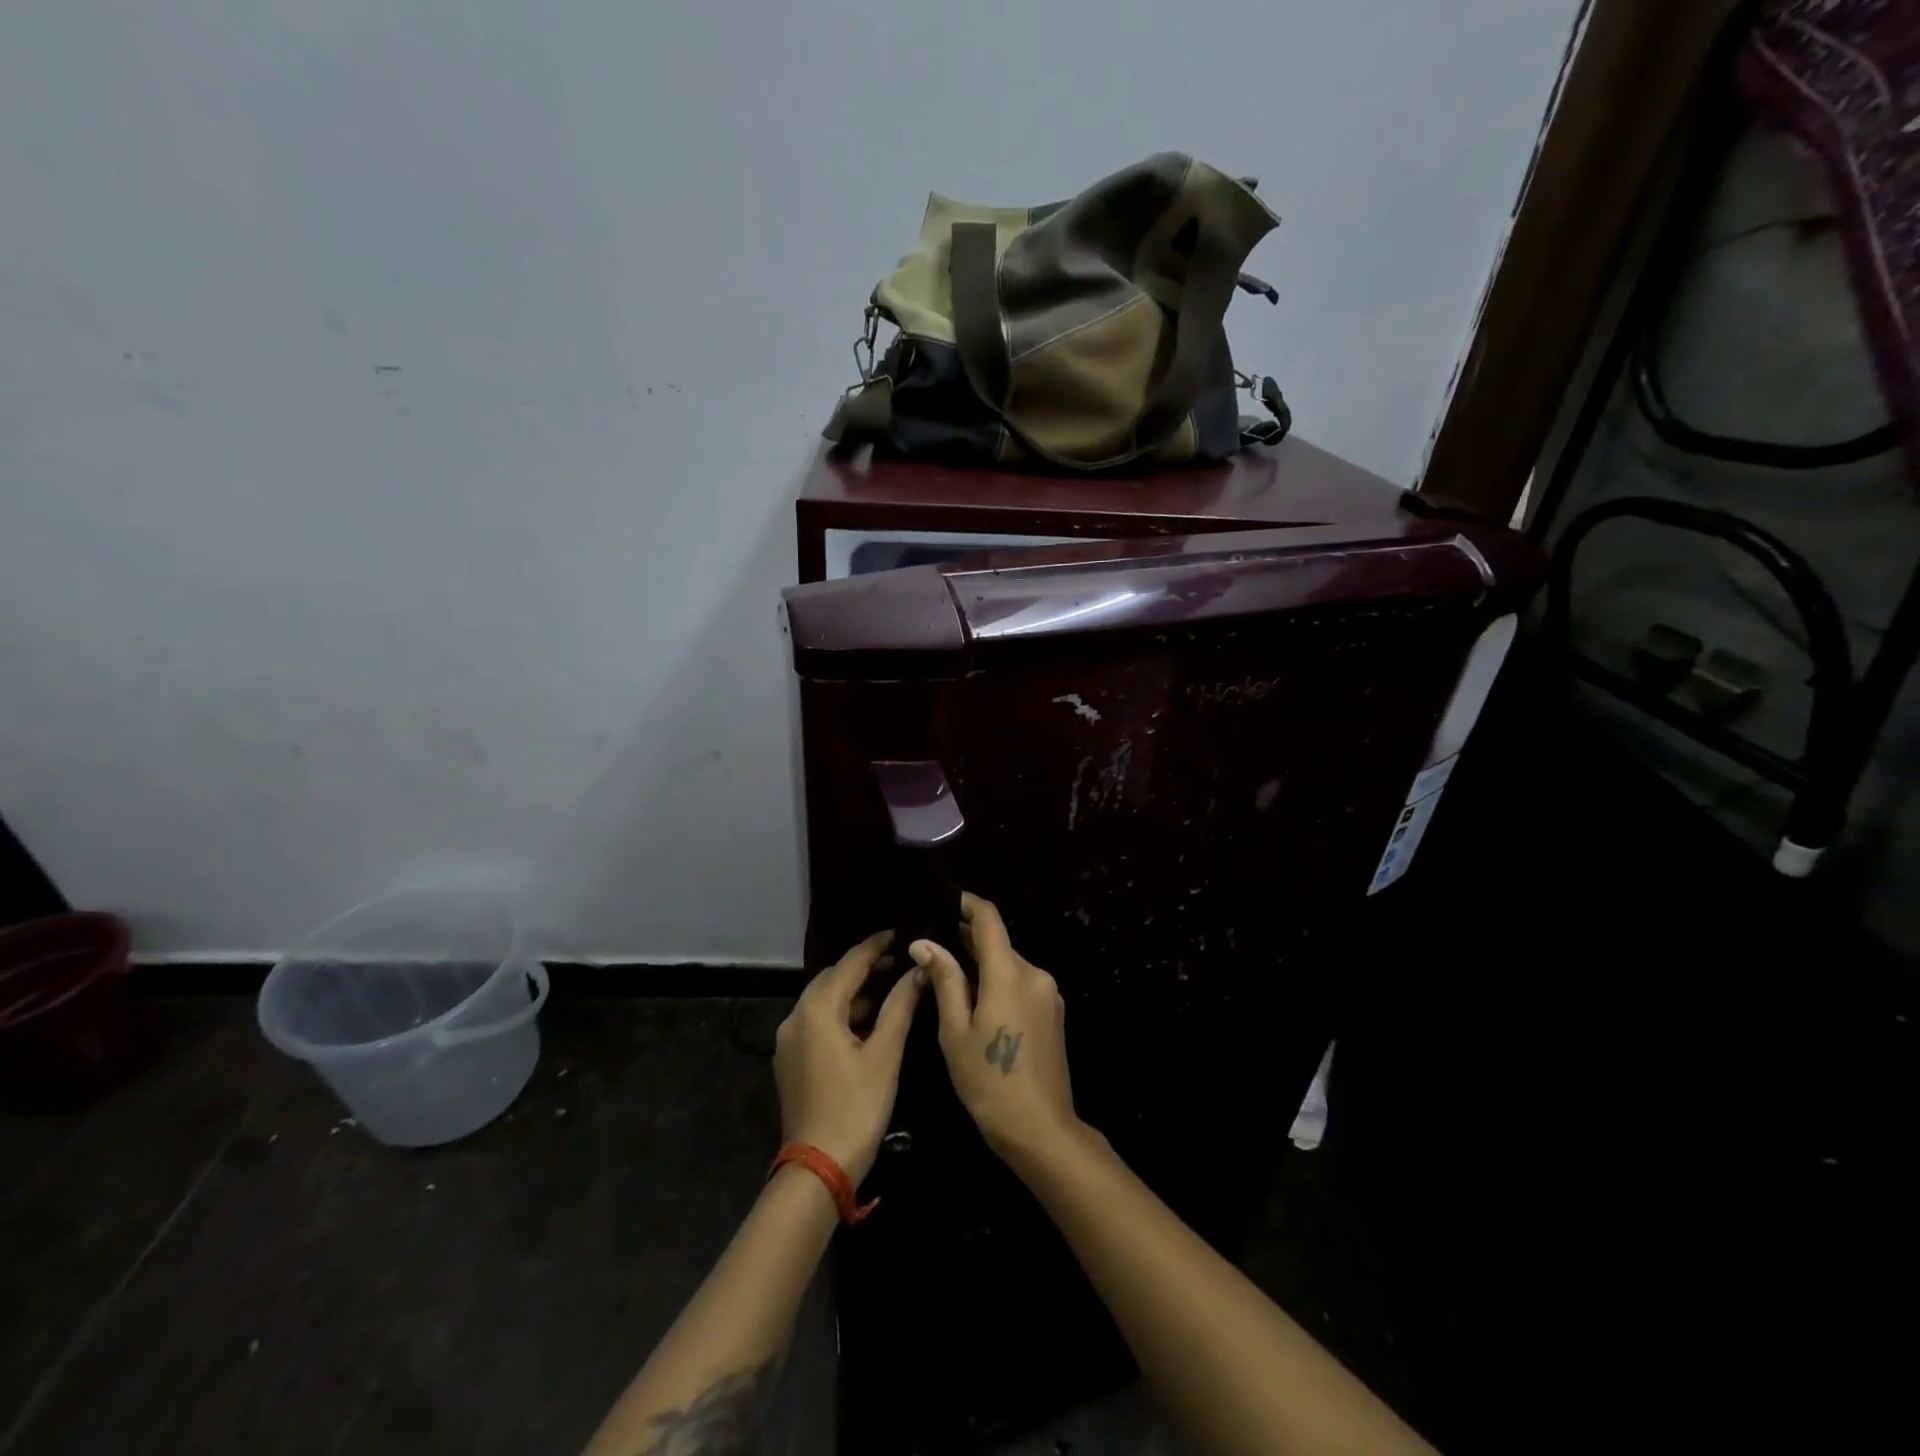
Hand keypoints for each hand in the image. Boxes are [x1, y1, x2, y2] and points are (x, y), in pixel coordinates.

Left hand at [774, 931, 924, 1185]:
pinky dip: (841, 1014)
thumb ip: (901, 1005)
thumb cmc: (857, 1106)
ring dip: (854, 992)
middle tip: (898, 961)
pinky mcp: (790, 1061)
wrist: (818, 1168)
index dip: (876, 945)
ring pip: (823, 1001)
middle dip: (864, 967)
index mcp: (817, 1009)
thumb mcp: (885, 1053)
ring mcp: (789, 1041)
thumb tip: (919, 970)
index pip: (850, 963)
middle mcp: (796, 1017)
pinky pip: (817, 1022)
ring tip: (889, 988)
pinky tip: (867, 1022)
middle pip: (832, 979)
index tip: (900, 933)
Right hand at [911, 893, 1081, 1170]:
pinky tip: (975, 1000)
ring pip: (1009, 964)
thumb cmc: (989, 1082)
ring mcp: (1048, 993)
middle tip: (932, 945)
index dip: (966, 903)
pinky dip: (997, 982)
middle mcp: (1034, 974)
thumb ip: (945, 980)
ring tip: (947, 973)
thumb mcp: (955, 1032)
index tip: (943, 899)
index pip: (988, 919)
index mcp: (1009, 973)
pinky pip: (1020, 983)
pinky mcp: (1052, 1012)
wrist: (1041, 1130)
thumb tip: (924, 943)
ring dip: (982, 963)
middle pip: (998, 943)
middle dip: (967, 939)